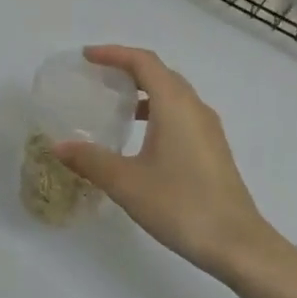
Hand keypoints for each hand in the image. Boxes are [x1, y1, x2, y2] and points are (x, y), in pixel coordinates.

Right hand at [54, 45, 272, 275]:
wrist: (237, 244)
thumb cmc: (180, 204)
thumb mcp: (126, 182)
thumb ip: (90, 159)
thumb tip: (58, 145)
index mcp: (175, 104)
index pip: (143, 62)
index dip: (114, 54)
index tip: (87, 57)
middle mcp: (194, 107)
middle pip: (160, 72)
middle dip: (128, 68)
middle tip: (98, 77)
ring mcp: (208, 128)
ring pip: (173, 93)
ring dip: (144, 90)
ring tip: (116, 105)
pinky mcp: (213, 148)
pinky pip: (182, 113)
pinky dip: (158, 110)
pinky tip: (141, 137)